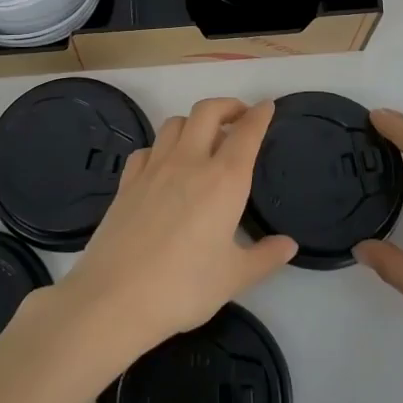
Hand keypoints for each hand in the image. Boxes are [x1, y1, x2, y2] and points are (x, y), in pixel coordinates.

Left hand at [59, 98, 296, 365]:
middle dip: (227, 105)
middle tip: (240, 116)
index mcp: (223, 180)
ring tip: (204, 139)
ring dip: (194, 122)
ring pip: (174, 123)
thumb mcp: (234, 277)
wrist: (114, 297)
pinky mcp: (126, 182)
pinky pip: (147, 149)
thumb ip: (265, 257)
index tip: (267, 106)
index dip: (260, 115)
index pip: (246, 134)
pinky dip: (161, 147)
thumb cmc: (184, 287)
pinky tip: (164, 165)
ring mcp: (153, 169)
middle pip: (207, 111)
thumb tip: (288, 245)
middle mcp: (189, 162)